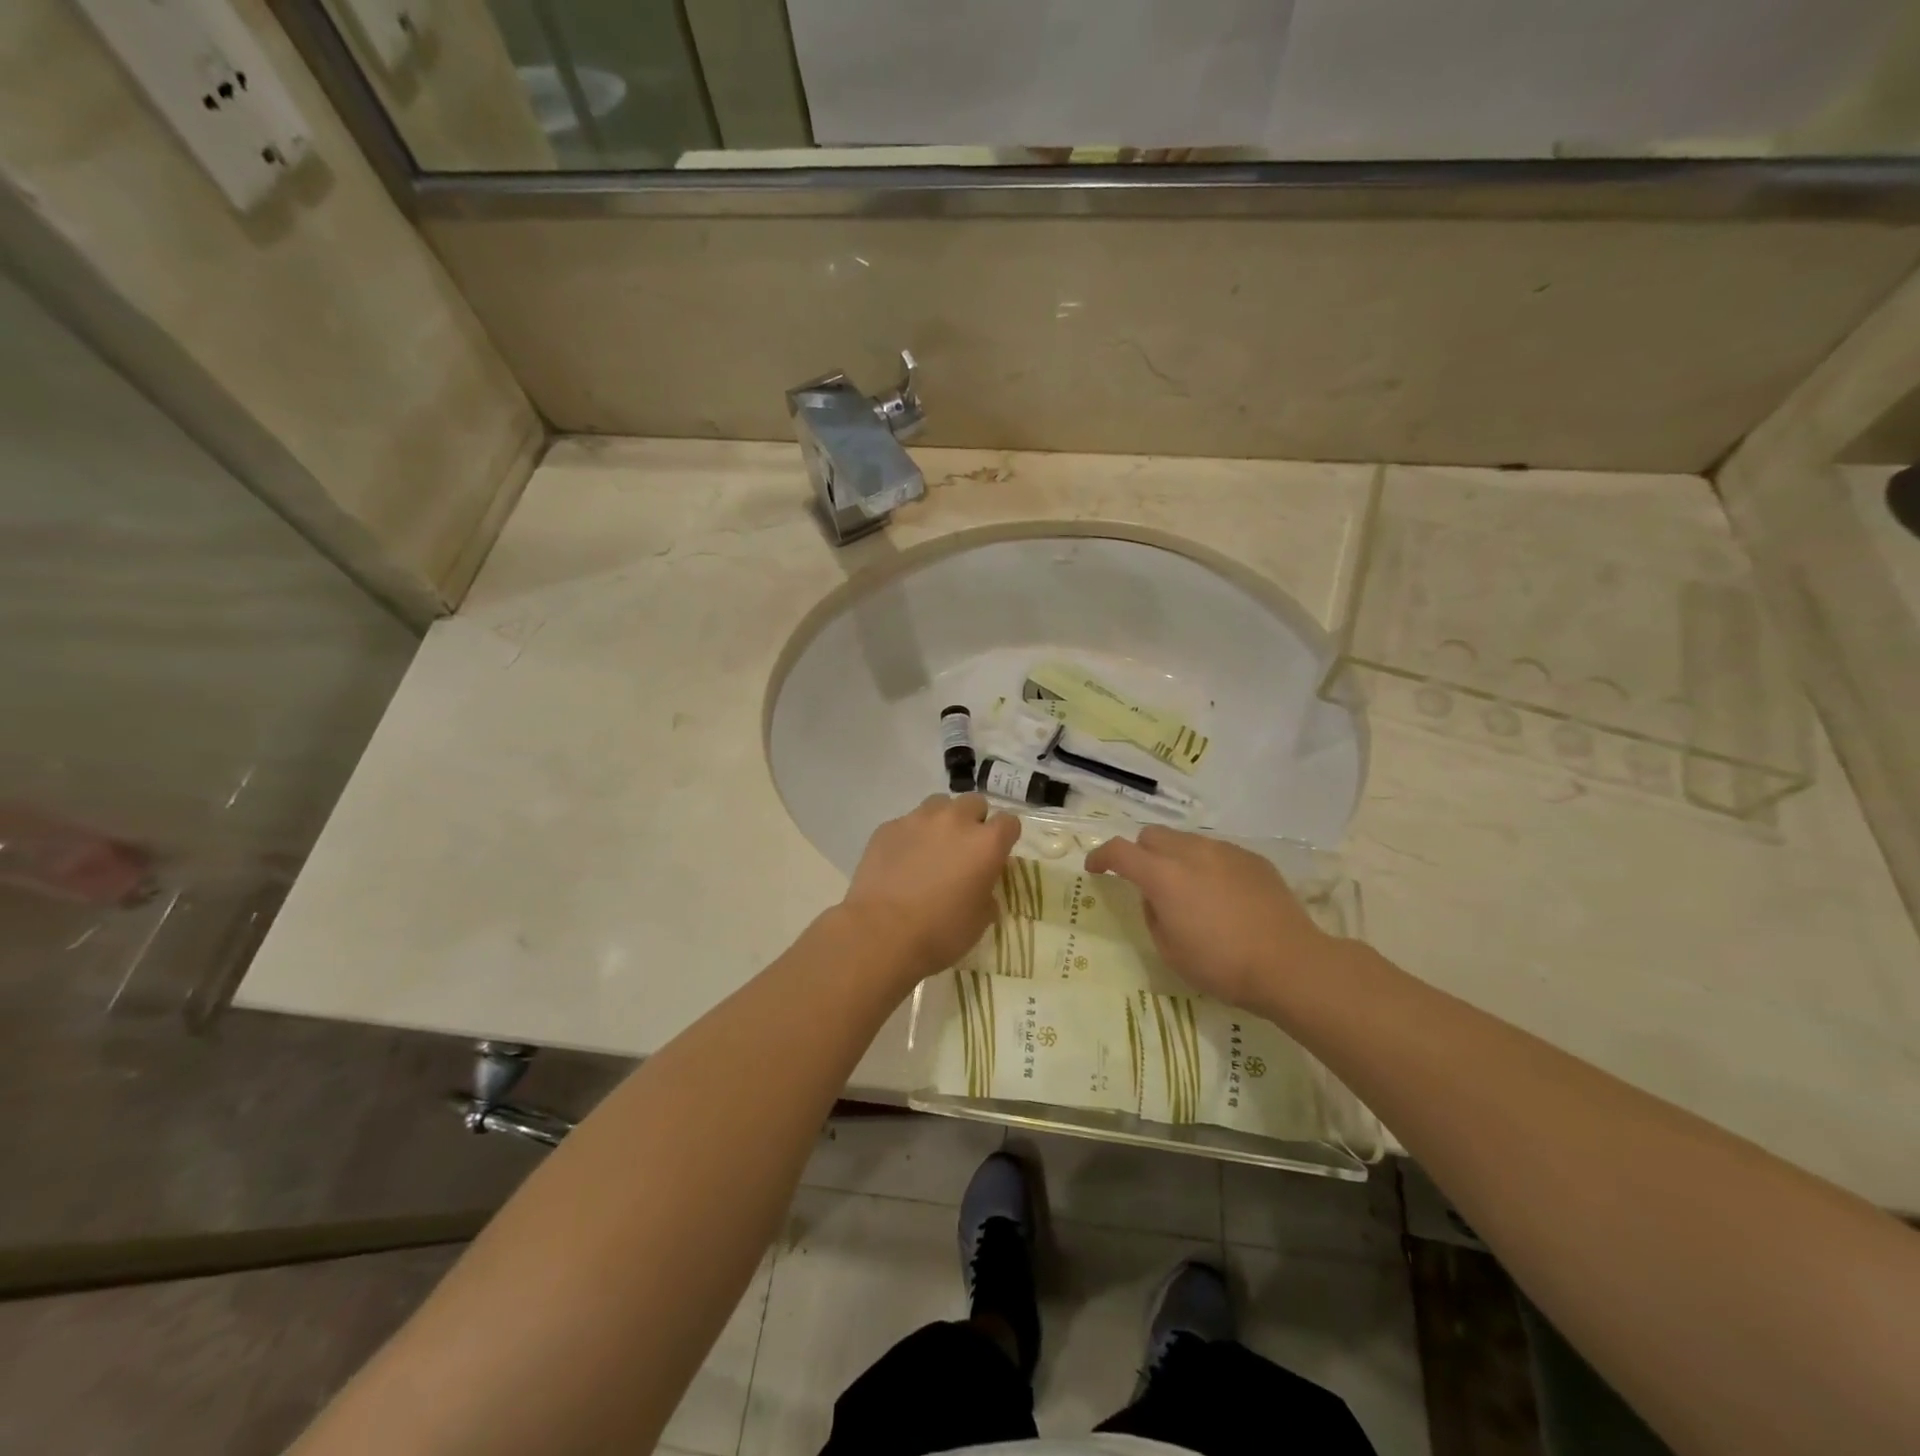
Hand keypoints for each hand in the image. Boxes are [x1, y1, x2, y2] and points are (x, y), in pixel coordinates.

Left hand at [840, 794, 1021, 983]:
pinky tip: (901, 861)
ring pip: (939, 804)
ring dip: (942, 821)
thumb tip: (981, 884)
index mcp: (986, 843)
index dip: (1005, 837)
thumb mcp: (981, 920)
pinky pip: (907, 822)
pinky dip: (911, 836)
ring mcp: (918, 819)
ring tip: (932, 848)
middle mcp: (955, 820)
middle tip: (964, 849)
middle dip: (974, 821)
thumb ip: (987, 892)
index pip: (1009, 822)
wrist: (881, 934)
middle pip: (974, 803)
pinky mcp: (888, 827)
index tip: (997, 854)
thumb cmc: (940, 932)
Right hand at [1084, 826, 1332, 1011]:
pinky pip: (1217, 851)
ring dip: (1174, 857)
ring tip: (1187, 889)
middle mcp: (1191, 852)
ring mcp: (1225, 851)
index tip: (1094, 868)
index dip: (1101, 856)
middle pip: (1152, 835)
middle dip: (1140, 853)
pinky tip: (1221, 894)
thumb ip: (1153, 914)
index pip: (1119, 851)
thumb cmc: (1221, 965)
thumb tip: (1156, 897)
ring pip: (1185, 840)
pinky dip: (1206, 865)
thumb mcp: (1169, 950)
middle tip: (1145, 881)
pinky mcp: (1252, 858)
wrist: (1289, 964)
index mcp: (1163, 876)